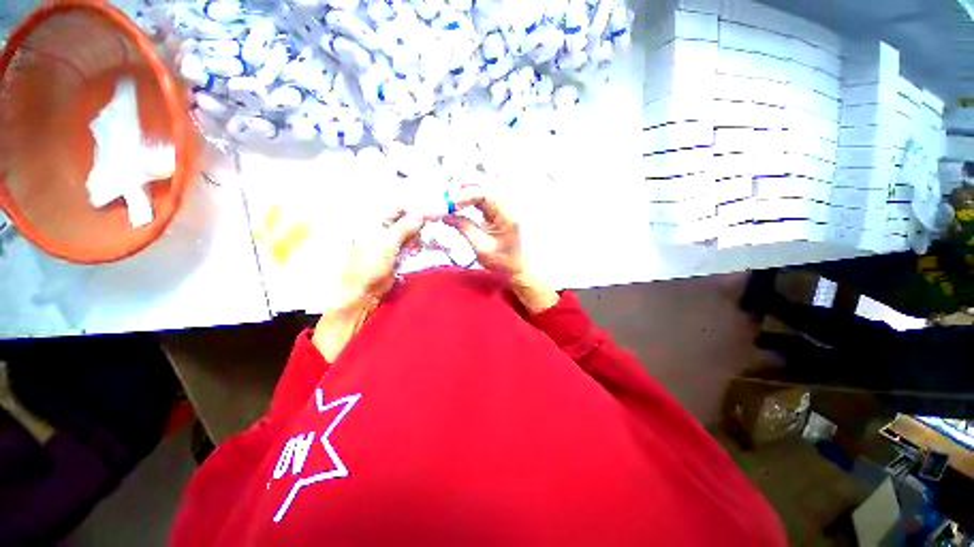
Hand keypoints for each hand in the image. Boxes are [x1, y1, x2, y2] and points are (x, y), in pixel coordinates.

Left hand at [313, 209, 424, 360]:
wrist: (364, 292)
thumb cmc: (369, 265)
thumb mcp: (387, 244)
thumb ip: (404, 228)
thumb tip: (419, 213)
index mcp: (373, 222)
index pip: (396, 208)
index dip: (413, 210)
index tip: (429, 213)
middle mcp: (381, 229)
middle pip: (404, 220)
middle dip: (418, 224)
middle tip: (429, 229)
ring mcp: (388, 242)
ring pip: (409, 233)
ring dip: (418, 236)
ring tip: (421, 243)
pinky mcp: (395, 253)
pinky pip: (409, 245)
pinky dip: (415, 246)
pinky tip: (416, 250)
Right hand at [443, 186, 558, 313]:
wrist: (521, 265)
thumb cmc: (505, 260)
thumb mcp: (483, 248)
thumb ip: (465, 229)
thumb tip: (445, 216)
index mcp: (508, 214)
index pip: (485, 193)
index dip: (464, 195)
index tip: (448, 205)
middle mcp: (509, 202)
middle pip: (484, 181)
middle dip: (461, 185)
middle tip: (444, 196)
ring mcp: (505, 201)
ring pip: (482, 183)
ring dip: (463, 187)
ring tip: (447, 198)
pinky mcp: (499, 205)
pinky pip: (482, 191)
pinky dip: (467, 193)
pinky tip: (457, 202)